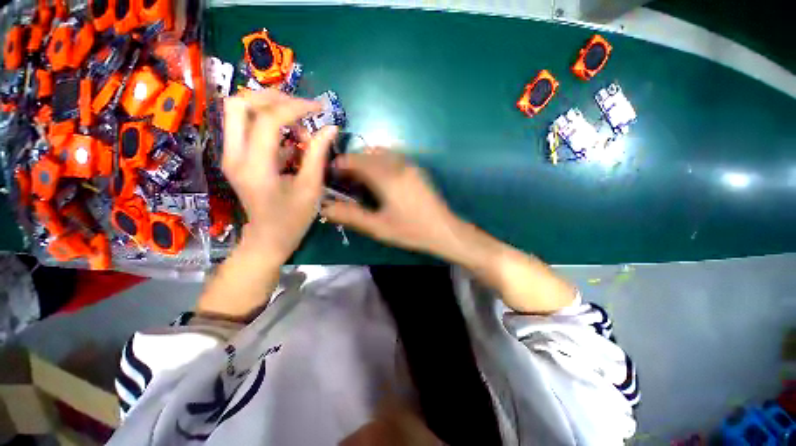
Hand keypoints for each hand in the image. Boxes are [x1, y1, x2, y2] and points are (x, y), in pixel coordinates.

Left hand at [222, 90, 337, 262]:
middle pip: (240, 103)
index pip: (267, 119)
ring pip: (239, 111)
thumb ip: (318, 155)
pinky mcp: (235, 157)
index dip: (295, 107)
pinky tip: (291, 144)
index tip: (319, 108)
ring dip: (270, 109)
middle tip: (301, 109)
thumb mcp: (311, 188)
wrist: (267, 239)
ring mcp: (230, 155)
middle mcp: (234, 155)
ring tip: (298, 128)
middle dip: (273, 98)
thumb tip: (330, 128)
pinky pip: (246, 127)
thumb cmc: (292, 219)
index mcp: (255, 167)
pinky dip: (270, 126)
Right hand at [321, 149, 458, 255]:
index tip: (332, 175)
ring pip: (381, 153)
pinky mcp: (417, 169)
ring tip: (361, 178)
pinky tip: (380, 179)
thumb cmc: (411, 230)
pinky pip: (393, 157)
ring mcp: (410, 165)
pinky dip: (380, 161)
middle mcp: (398, 165)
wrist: (444, 230)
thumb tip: (325, 207)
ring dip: (367, 160)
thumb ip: (351, 216)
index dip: (341, 164)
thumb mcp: (379, 227)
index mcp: (387, 177)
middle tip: (345, 179)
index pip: (356, 160)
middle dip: (352, 162)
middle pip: (368, 153)